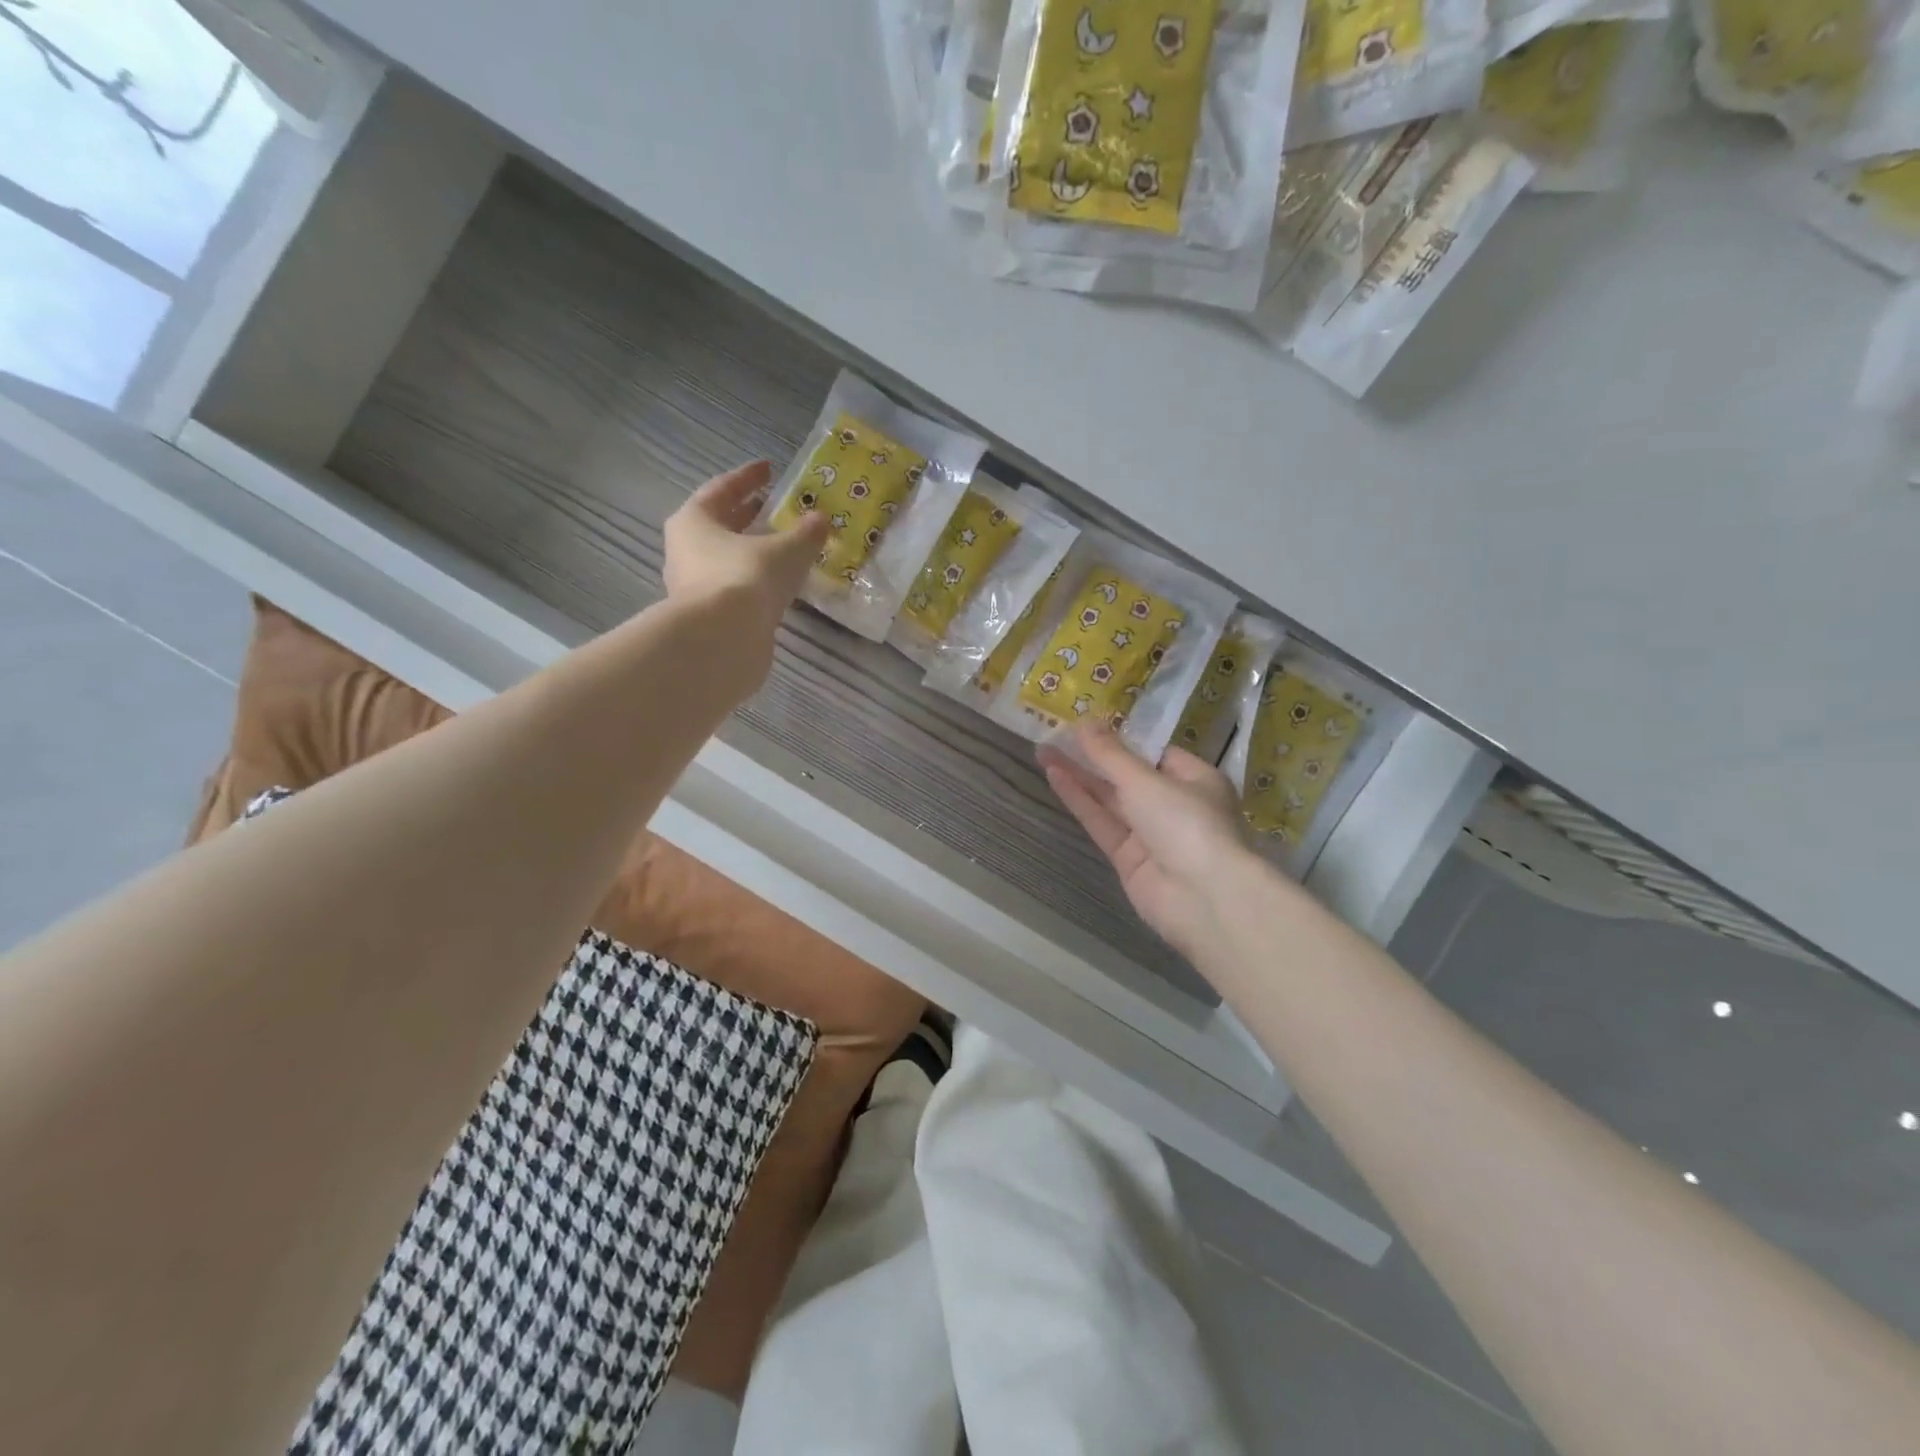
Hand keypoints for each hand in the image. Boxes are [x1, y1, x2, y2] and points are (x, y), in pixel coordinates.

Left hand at [663, 460, 827, 670]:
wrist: (723, 641)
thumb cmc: (746, 579)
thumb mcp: (785, 550)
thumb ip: (805, 534)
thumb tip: (821, 520)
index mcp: (694, 521)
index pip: (722, 489)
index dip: (748, 478)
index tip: (769, 469)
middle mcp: (686, 551)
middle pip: (719, 526)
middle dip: (748, 516)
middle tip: (775, 508)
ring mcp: (694, 587)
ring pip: (726, 560)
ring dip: (752, 552)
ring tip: (784, 549)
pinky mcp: (709, 617)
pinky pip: (735, 589)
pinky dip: (755, 582)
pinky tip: (779, 585)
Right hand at [1040, 723, 1250, 962]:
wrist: (1204, 898)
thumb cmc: (1186, 822)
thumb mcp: (1145, 780)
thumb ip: (1110, 754)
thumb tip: (1084, 721)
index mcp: (1195, 779)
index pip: (1155, 754)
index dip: (1121, 740)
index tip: (1088, 725)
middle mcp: (1174, 805)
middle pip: (1128, 776)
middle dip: (1093, 757)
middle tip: (1056, 736)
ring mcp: (1151, 835)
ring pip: (1110, 800)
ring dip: (1079, 776)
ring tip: (1043, 751)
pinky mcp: (1129, 859)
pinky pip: (1101, 823)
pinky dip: (1080, 801)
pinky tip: (1054, 777)